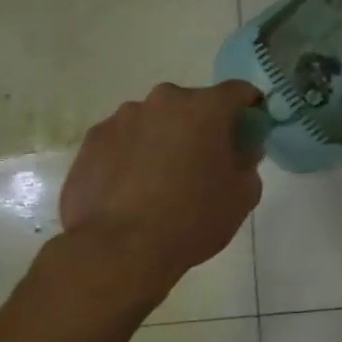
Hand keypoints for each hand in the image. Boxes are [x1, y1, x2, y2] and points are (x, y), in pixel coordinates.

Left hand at [59, 80, 263, 283]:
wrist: (118, 250)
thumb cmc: (193, 219)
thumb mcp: (243, 195)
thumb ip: (248, 162)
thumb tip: (241, 149)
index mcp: (206, 107)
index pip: (239, 91)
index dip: (249, 109)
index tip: (249, 132)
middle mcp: (163, 101)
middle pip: (193, 105)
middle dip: (203, 126)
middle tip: (205, 162)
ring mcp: (122, 118)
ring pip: (155, 121)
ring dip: (165, 139)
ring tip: (162, 181)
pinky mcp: (92, 141)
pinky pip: (124, 140)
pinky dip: (133, 155)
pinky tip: (132, 190)